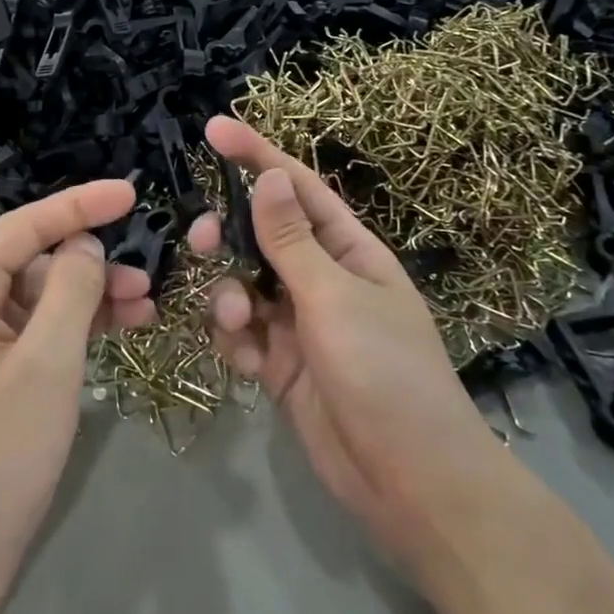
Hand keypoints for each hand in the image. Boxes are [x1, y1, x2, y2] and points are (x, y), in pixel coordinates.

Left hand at [0, 181, 155, 606]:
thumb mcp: (47, 363)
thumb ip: (71, 291)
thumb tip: (85, 247)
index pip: (24, 227)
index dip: (79, 204)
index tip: (130, 193)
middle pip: (33, 263)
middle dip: (91, 264)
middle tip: (149, 276)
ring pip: (40, 301)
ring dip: (90, 300)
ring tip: (146, 309)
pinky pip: (36, 336)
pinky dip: (75, 332)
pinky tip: (117, 335)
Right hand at [191, 118, 505, 572]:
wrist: (412, 485)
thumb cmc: (385, 374)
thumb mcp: (334, 298)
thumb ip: (291, 240)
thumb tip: (267, 175)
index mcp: (349, 251)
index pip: (297, 187)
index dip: (256, 154)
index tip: (213, 128)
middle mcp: (323, 278)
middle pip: (261, 234)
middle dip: (228, 233)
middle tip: (202, 238)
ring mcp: (301, 322)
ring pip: (244, 284)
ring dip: (229, 295)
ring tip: (238, 321)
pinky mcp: (283, 363)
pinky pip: (244, 332)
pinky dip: (236, 339)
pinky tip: (246, 361)